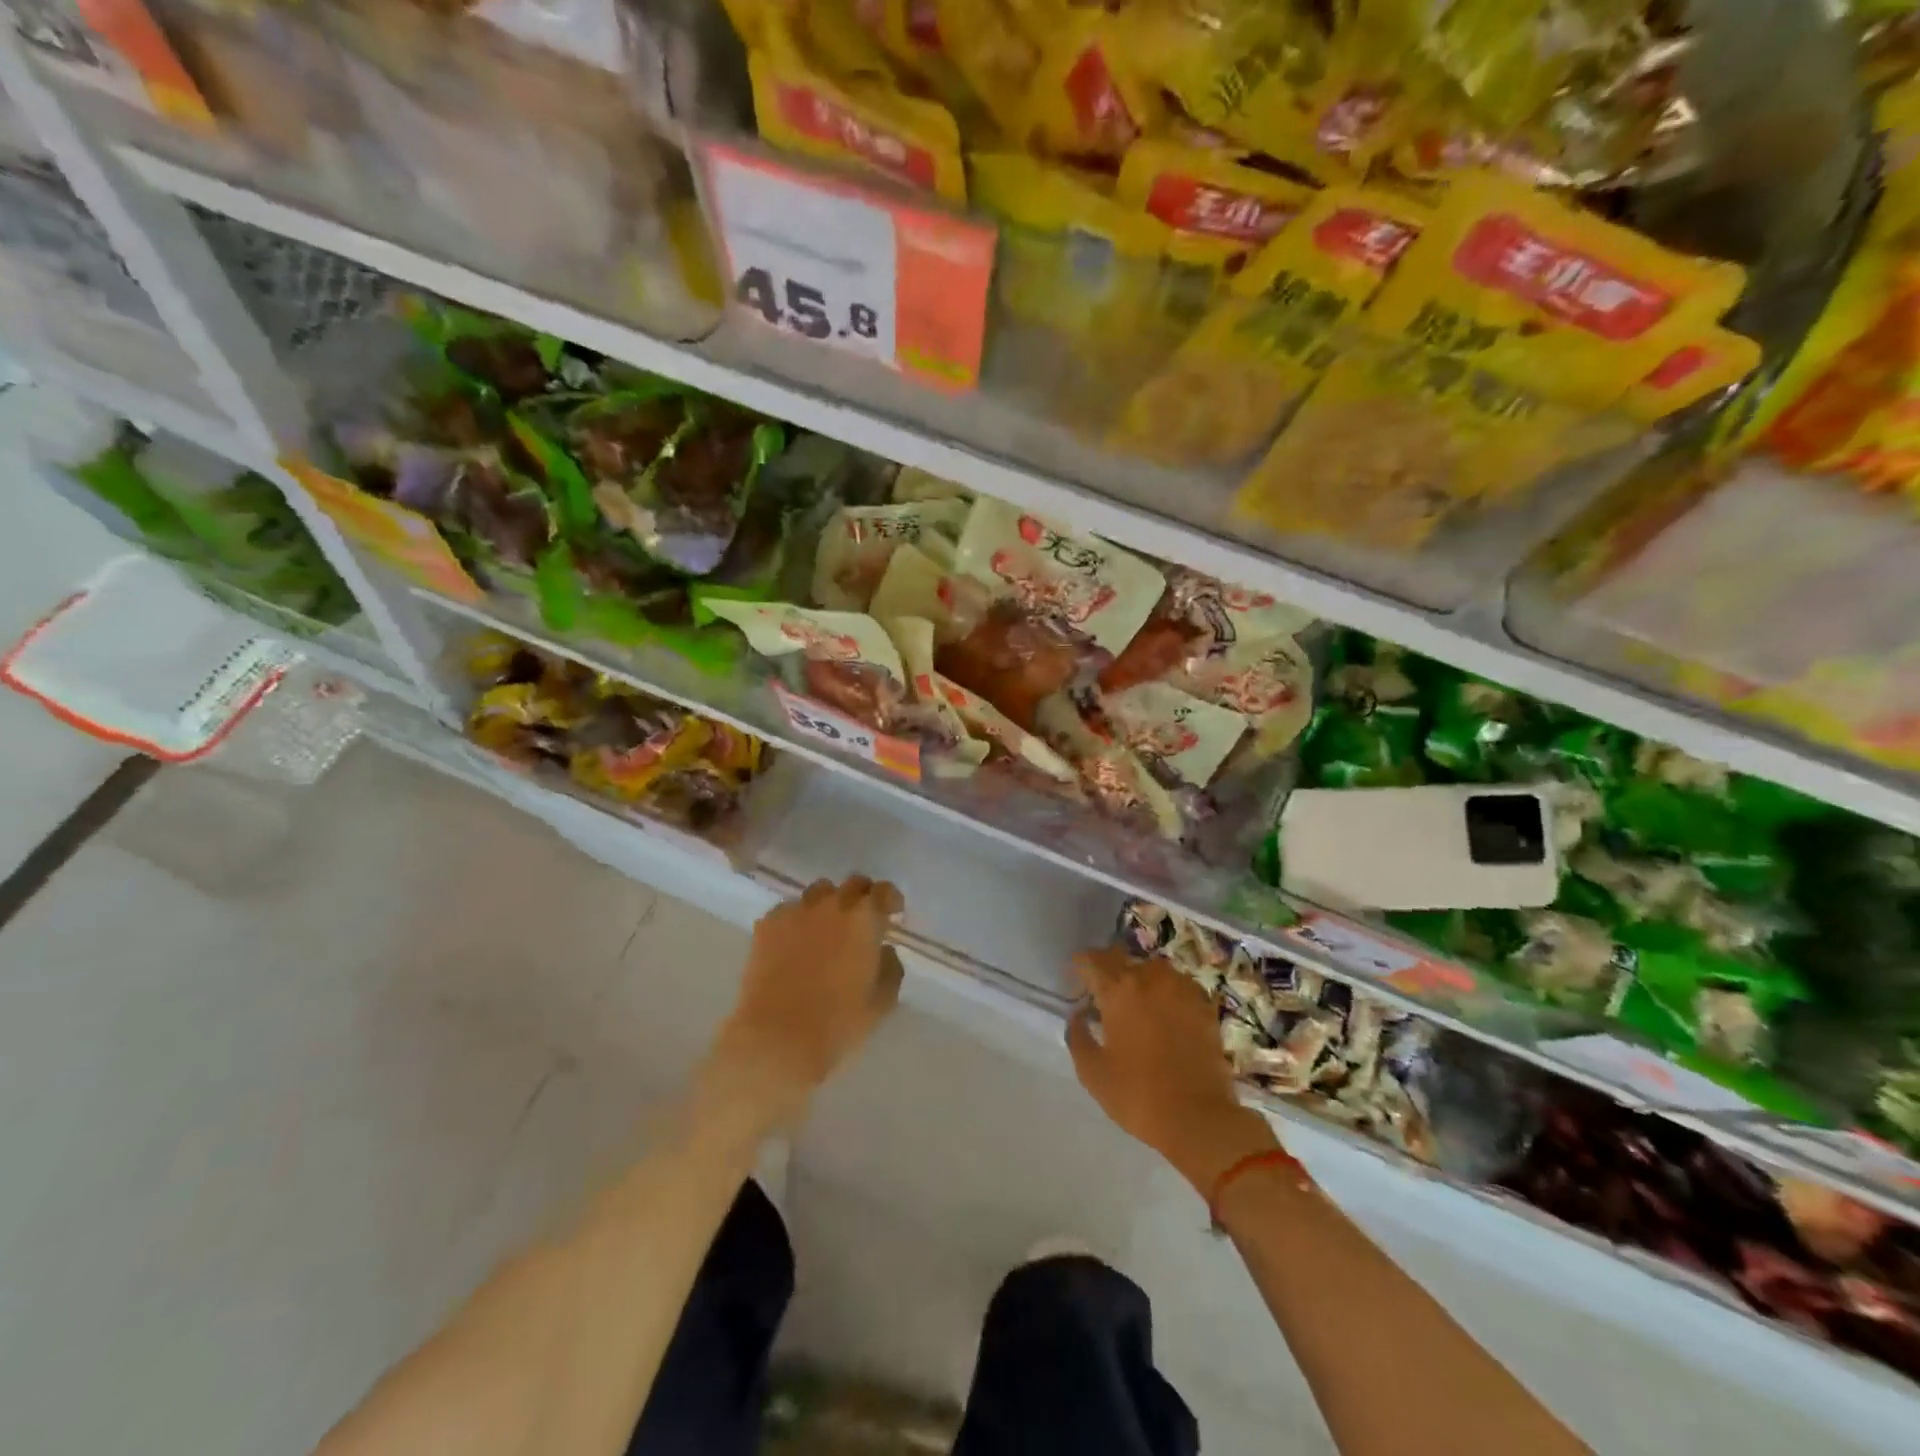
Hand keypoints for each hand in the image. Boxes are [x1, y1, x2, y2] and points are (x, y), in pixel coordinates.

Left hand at [700, 877, 904, 1133]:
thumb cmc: (837, 1025)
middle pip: (852, 884)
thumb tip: (884, 951)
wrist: (775, 1040)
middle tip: (863, 921)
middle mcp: (831, 905)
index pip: (884, 891)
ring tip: (827, 929)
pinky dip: (798, 920)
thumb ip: (890, 968)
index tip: (892, 915)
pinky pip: (789, 910)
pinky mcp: (767, 925)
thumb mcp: (881, 1003)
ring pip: (818, 892)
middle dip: (862, 897)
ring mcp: (796, 911)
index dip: (891, 900)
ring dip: (829, 904)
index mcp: (864, 919)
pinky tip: (795, 944)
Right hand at [1067, 948, 1277, 1193]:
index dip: (1079, 967)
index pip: (1091, 960)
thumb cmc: (1138, 1095)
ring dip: (1140, 979)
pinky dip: (1167, 993)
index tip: (1075, 983)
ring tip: (1136, 1004)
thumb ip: (1078, 1036)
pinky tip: (1166, 1014)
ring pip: (1153, 970)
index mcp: (1118, 990)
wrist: (1200, 1118)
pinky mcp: (1205, 1005)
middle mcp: (1150, 977)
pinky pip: (1178, 985)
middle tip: (1103, 995)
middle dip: (1108, 970)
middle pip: (1121, 958)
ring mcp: (1181, 988)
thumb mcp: (1092, 1072)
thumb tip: (1078, 1014)